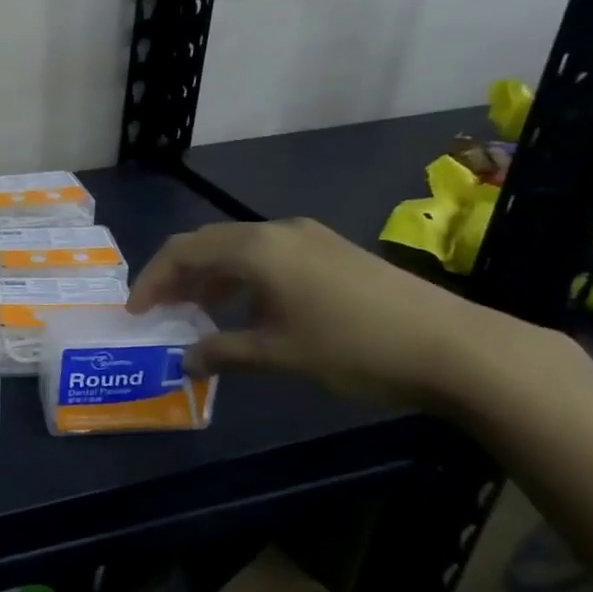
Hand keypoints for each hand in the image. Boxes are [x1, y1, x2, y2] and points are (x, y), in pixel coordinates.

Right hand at [128, 218, 555, 410]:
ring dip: (211, 277)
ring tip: (199, 313)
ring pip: (239, 248)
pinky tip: (249, 310)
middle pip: (207, 242)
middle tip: (160, 310)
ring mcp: (309, 237)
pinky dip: (243, 278)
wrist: (456, 347)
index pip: (184, 251)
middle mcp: (277, 231)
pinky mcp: (332, 251)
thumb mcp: (279, 354)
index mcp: (257, 249)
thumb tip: (186, 361)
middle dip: (177, 275)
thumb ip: (223, 352)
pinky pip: (268, 255)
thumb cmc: (354, 348)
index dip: (152, 280)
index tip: (136, 312)